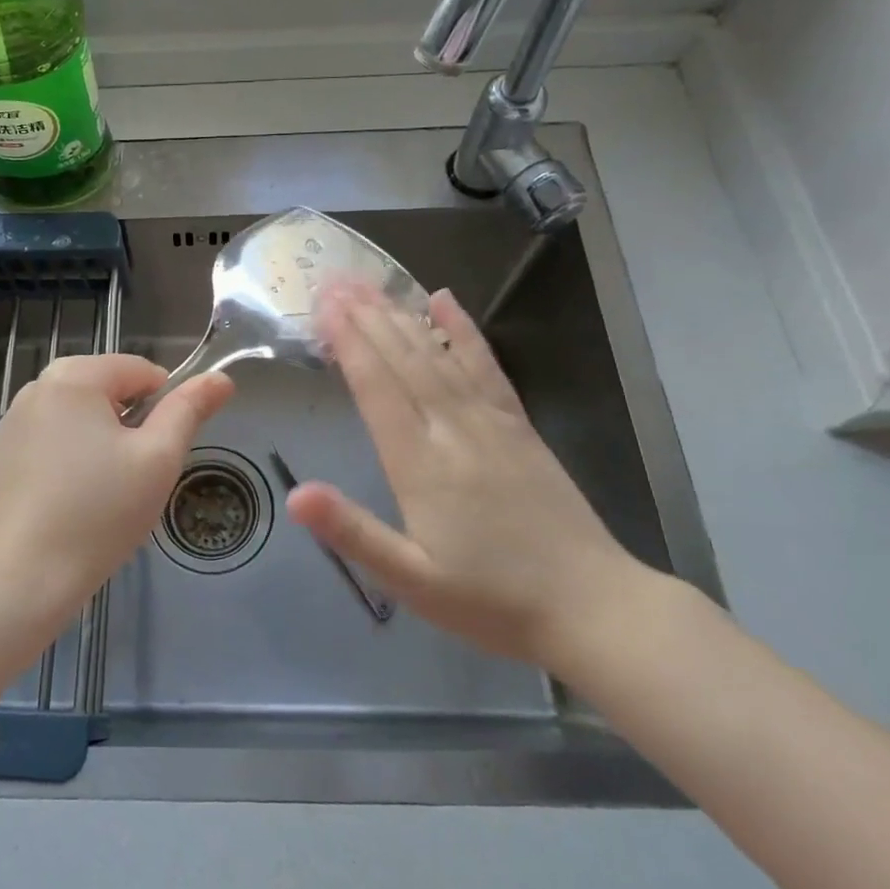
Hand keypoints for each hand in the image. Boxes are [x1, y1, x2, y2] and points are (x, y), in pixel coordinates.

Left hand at [0, 354, 233, 624]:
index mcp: (75, 377)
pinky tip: (59, 508)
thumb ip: (189, 410)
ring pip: (69, 420)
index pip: (139, 370)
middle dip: (124, 425)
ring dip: (91, 443)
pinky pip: (38, 448)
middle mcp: (33, 389)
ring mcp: (5, 426)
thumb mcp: (158, 459)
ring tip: (96, 497)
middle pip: (101, 391)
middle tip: (131, 477)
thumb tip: (220, 377)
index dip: (164, 405)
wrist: (18, 580)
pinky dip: (56, 464)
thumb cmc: (99, 513)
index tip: (162, 451)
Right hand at [286, 282, 642, 669]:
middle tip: (335, 279)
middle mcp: (453, 429)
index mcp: (421, 464)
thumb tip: (295, 495)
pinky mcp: (518, 425)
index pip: (377, 388)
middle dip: (366, 316)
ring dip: (401, 315)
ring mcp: (490, 422)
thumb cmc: (491, 600)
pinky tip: (445, 301)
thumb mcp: (412, 580)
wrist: (594, 609)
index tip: (324, 305)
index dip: (349, 342)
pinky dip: (463, 331)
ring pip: (438, 355)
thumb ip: (353, 533)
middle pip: (404, 359)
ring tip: (372, 284)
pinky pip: (486, 366)